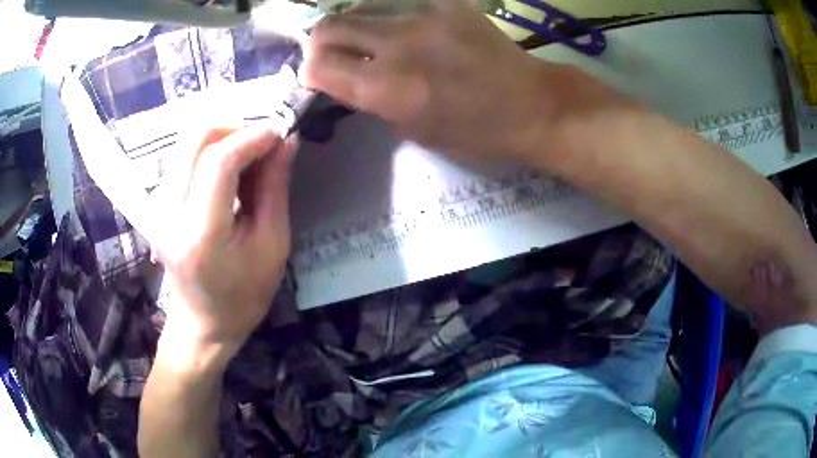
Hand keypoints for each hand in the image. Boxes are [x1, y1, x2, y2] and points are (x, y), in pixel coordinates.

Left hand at [155, 125, 296, 355]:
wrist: (204, 321)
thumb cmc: (244, 294)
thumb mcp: (272, 244)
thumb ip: (275, 187)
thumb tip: (286, 141)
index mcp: (201, 234)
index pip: (218, 161)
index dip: (251, 137)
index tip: (279, 132)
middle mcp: (169, 213)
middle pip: (194, 139)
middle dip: (234, 128)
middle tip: (262, 143)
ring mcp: (158, 206)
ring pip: (187, 142)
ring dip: (223, 138)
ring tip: (249, 159)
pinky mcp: (157, 202)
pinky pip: (183, 157)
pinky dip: (210, 151)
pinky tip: (230, 172)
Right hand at [300, 0, 561, 160]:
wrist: (528, 103)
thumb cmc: (473, 130)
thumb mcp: (412, 128)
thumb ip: (370, 99)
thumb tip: (339, 76)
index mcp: (387, 89)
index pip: (318, 66)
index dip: (310, 70)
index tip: (317, 74)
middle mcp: (396, 45)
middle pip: (328, 27)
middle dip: (320, 41)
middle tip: (333, 51)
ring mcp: (422, 16)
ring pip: (359, 7)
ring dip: (353, 23)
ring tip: (367, 37)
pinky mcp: (446, 2)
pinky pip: (398, 1)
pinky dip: (388, 13)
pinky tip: (401, 26)